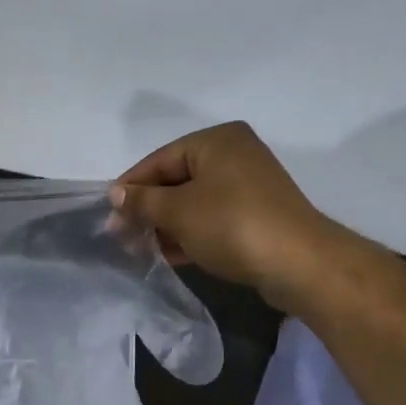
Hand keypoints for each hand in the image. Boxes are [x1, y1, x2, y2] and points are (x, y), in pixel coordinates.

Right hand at [109, 122, 328, 296]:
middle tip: (122, 237)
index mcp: (215, 141)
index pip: (159, 160)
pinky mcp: (256, 215)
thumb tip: (115, 194)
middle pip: (176, 180)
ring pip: (193, 202)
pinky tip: (170, 255)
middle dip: (148, 210)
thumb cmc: (231, 224)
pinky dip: (190, 233)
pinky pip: (212, 218)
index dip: (130, 188)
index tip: (108, 215)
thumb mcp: (177, 211)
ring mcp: (248, 186)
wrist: (297, 263)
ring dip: (166, 225)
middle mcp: (234, 154)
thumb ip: (142, 201)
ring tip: (142, 250)